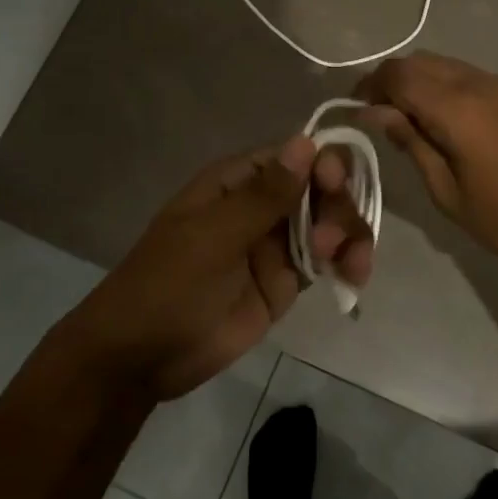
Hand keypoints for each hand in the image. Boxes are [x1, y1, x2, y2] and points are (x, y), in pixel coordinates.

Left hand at [63, 136, 374, 401]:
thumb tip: (306, 142)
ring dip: (350, 234)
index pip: (294, 155)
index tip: (333, 185)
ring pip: (330, 222)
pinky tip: (355, 276)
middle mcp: (262, 204)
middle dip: (338, 206)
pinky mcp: (285, 281)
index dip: (323, 162)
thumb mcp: (212, 238)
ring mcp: (275, 243)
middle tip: (329, 242)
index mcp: (237, 182)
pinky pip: (326, 260)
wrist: (142, 357)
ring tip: (352, 266)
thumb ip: (264, 196)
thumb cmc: (167, 285)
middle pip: (321, 187)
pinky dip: (347, 262)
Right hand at [356, 52, 497, 287]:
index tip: (356, 109)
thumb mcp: (448, 193)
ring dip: (420, 81)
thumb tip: (376, 113)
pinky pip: (471, 76)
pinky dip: (446, 86)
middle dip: (392, 80)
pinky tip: (445, 120)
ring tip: (408, 118)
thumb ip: (411, 144)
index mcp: (458, 109)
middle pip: (422, 61)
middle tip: (377, 113)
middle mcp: (480, 84)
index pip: (400, 75)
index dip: (371, 85)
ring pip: (447, 65)